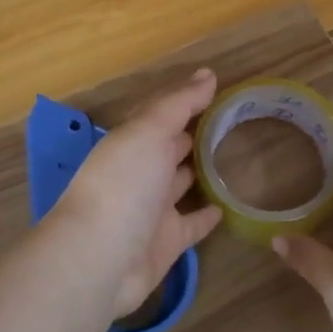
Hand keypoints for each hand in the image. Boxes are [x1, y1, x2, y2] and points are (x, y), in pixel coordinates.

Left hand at [48, 69, 224, 317]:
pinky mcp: (168, 242)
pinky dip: (207, 215)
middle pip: (167, 148)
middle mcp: (139, 172)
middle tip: (229, 121)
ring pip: (180, 184)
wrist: (101, 258)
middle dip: (190, 134)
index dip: (184, 100)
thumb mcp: (149, 131)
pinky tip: (228, 206)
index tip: (216, 87)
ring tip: (232, 158)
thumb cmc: (123, 184)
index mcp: (131, 142)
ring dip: (199, 172)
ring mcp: (153, 209)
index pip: (159, 114)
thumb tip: (208, 73)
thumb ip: (179, 104)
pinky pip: (193, 224)